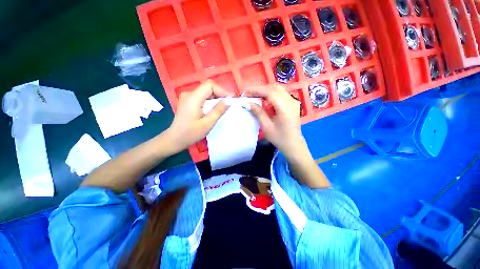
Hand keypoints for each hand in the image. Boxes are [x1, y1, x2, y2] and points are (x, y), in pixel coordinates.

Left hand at [167, 80, 232, 151]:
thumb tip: (229, 100)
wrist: (175, 139)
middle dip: (220, 94)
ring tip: (223, 106)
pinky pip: (201, 97)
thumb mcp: (208, 123)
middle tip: (229, 103)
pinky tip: (214, 108)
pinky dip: (210, 100)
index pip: (209, 85)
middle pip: (207, 87)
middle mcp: (189, 94)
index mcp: (193, 98)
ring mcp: (187, 97)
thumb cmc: (191, 133)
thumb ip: (219, 110)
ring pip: (205, 92)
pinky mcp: (187, 102)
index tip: (231, 99)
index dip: (222, 90)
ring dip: (215, 97)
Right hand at [246, 85, 304, 156]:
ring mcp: (293, 101)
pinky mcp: (292, 103)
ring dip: (265, 90)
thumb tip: (248, 103)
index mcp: (285, 108)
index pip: (270, 92)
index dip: (257, 90)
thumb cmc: (279, 138)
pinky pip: (281, 94)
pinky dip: (271, 94)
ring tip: (255, 96)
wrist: (293, 144)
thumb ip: (258, 113)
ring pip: (278, 89)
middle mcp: (291, 101)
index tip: (245, 93)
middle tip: (249, 94)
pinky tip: (264, 99)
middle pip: (274, 88)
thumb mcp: (266, 127)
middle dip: (260, 89)